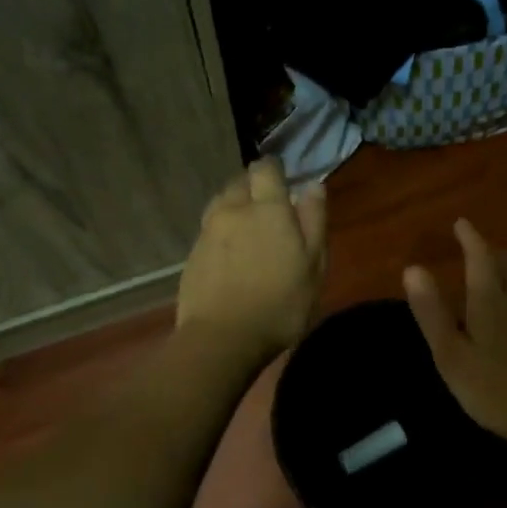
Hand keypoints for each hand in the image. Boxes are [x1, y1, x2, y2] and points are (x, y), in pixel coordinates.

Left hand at [178, 159, 326, 366]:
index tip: (284, 178)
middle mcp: (232, 211)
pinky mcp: (193, 256)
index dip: (274, 169)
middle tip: (270, 206)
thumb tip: (312, 185)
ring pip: (221, 205)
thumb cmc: (280, 303)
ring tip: (250, 228)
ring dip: (236, 207)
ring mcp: (207, 233)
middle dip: (254, 187)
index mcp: (267, 208)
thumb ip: (314, 221)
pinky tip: (232, 254)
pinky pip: (210, 231)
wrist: (222, 339)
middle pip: (240, 183)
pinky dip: (222, 233)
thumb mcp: (313, 265)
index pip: (265, 169)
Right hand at [402, 219, 506, 451]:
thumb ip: (432, 313)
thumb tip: (412, 268)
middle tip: (480, 247)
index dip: (470, 238)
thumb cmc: (498, 389)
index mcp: (491, 300)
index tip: (461, 223)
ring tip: (503, 269)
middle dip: (493, 251)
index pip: (480, 258)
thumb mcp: (452, 356)